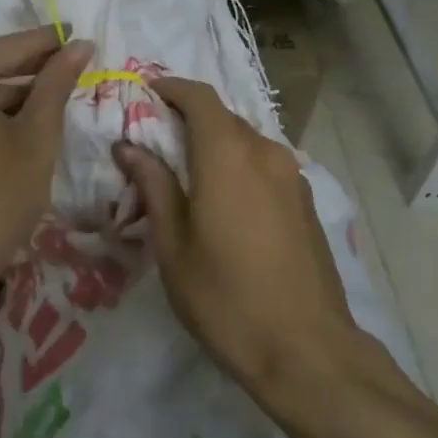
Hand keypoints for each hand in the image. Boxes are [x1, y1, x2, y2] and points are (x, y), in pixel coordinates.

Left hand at [0, 26, 92, 315]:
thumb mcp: (35, 140)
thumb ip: (56, 85)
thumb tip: (79, 45)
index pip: (13, 47)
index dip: (51, 42)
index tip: (82, 37)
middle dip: (30, 71)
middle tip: (71, 72)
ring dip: (6, 96)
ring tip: (48, 103)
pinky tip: (9, 131)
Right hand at [113, 77, 361, 405]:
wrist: (308, 350)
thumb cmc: (226, 298)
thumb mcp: (174, 245)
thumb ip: (153, 186)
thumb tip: (128, 147)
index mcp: (228, 155)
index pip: (199, 97)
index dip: (172, 87)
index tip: (147, 91)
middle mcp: (265, 152)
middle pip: (223, 117)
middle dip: (190, 118)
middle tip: (158, 138)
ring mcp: (292, 176)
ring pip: (246, 141)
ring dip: (216, 143)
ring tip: (188, 172)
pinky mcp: (306, 200)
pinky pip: (264, 164)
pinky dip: (239, 164)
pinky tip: (225, 199)